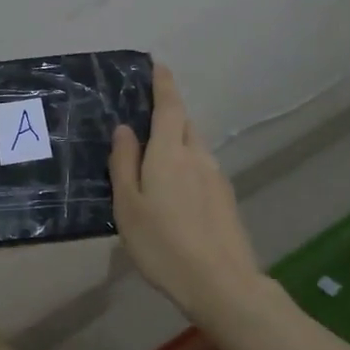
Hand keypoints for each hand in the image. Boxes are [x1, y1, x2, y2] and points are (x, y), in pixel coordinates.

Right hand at [110, 64, 263, 317]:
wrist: (221, 283)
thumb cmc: (164, 245)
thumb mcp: (128, 206)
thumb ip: (124, 163)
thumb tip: (125, 128)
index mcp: (170, 152)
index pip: (169, 105)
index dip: (163, 83)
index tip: (158, 65)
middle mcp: (198, 155)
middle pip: (183, 124)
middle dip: (167, 114)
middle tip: (143, 121)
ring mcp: (216, 177)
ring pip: (193, 147)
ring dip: (176, 142)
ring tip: (153, 160)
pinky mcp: (225, 198)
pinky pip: (201, 168)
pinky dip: (186, 166)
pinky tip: (174, 192)